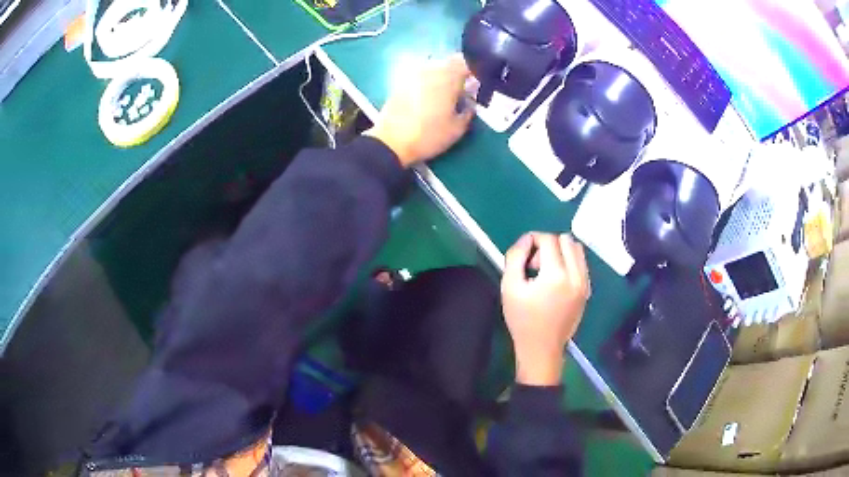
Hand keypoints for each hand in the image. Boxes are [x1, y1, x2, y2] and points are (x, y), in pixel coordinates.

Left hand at [365, 53, 473, 167]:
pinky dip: (429, 82)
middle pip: (451, 63)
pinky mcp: (402, 82)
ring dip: (444, 77)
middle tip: (465, 90)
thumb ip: (469, 112)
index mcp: (448, 78)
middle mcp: (431, 70)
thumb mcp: (457, 129)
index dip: (476, 70)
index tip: (480, 82)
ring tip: (447, 95)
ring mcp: (414, 75)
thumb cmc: (428, 136)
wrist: (391, 142)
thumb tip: (471, 103)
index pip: (467, 62)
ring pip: (435, 68)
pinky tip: (430, 98)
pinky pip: (422, 76)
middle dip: (460, 73)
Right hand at [501, 233, 590, 386]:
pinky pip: (581, 263)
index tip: (523, 255)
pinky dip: (569, 262)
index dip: (533, 240)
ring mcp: (585, 283)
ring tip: (546, 270)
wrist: (541, 348)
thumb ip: (515, 256)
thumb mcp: (509, 287)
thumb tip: (527, 239)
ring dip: (561, 251)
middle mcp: (576, 275)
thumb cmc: (522, 320)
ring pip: (577, 249)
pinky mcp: (587, 290)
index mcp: (556, 275)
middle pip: (566, 240)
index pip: (549, 239)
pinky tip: (556, 280)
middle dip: (548, 244)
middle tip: (534, 264)